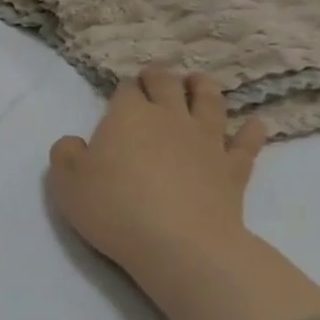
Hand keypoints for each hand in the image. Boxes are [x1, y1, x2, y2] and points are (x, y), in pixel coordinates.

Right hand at [48, 65, 267, 284]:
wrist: (179, 242)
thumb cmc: (114, 207)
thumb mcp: (66, 182)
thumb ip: (65, 154)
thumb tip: (74, 143)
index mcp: (128, 116)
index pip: (126, 89)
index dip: (123, 88)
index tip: (121, 93)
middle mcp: (170, 118)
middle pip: (167, 85)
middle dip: (159, 77)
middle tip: (154, 76)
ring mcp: (207, 141)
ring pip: (209, 102)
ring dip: (203, 87)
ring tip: (199, 82)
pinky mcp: (233, 168)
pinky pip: (246, 143)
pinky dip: (251, 131)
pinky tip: (254, 124)